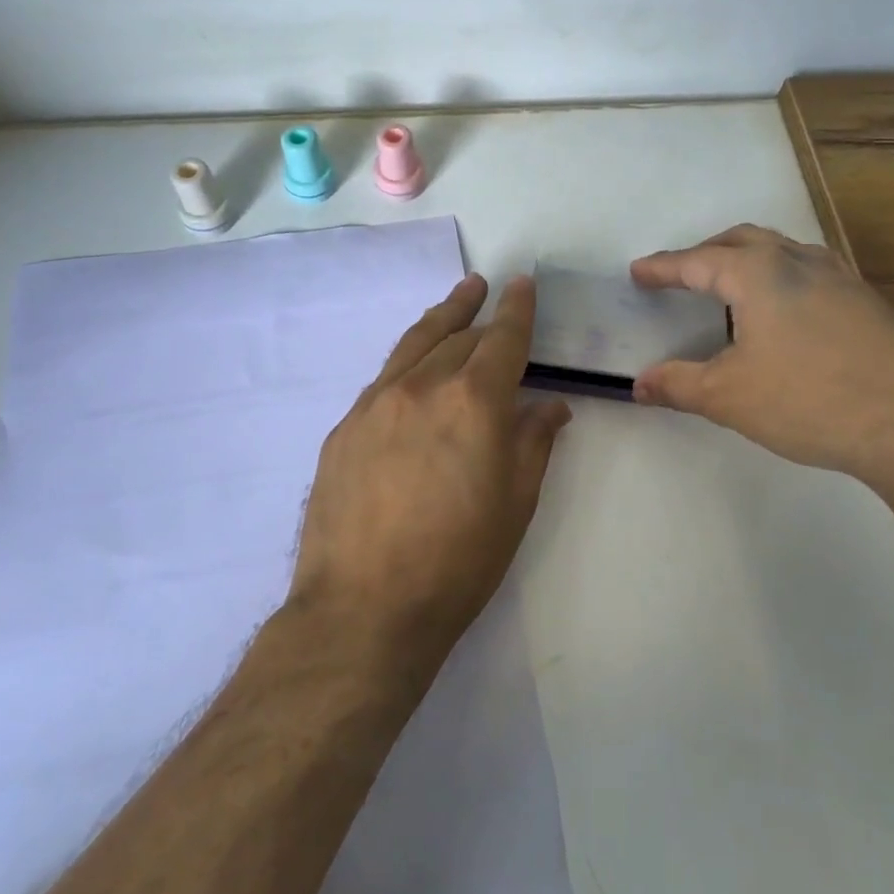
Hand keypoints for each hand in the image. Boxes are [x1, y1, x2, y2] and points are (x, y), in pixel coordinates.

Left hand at [290, 274, 571, 670]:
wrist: (364, 609)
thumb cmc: (458, 563)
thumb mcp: (515, 505)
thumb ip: (533, 444)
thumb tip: (549, 406)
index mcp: (474, 402)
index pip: (503, 340)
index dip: (517, 310)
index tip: (523, 284)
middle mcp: (422, 388)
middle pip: (456, 336)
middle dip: (479, 313)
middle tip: (490, 292)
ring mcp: (374, 405)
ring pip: (413, 346)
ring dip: (440, 320)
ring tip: (456, 300)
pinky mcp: (344, 429)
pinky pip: (383, 380)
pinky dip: (408, 363)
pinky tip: (413, 370)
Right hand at [630, 225, 893, 504]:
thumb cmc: (809, 401)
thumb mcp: (729, 396)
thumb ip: (678, 384)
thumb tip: (638, 384)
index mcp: (759, 273)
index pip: (698, 261)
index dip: (663, 268)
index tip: (638, 272)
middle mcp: (800, 261)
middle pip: (743, 241)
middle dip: (706, 253)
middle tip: (682, 274)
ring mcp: (842, 278)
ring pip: (783, 252)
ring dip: (748, 261)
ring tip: (730, 289)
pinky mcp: (868, 303)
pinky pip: (810, 274)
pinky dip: (781, 280)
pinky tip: (784, 315)